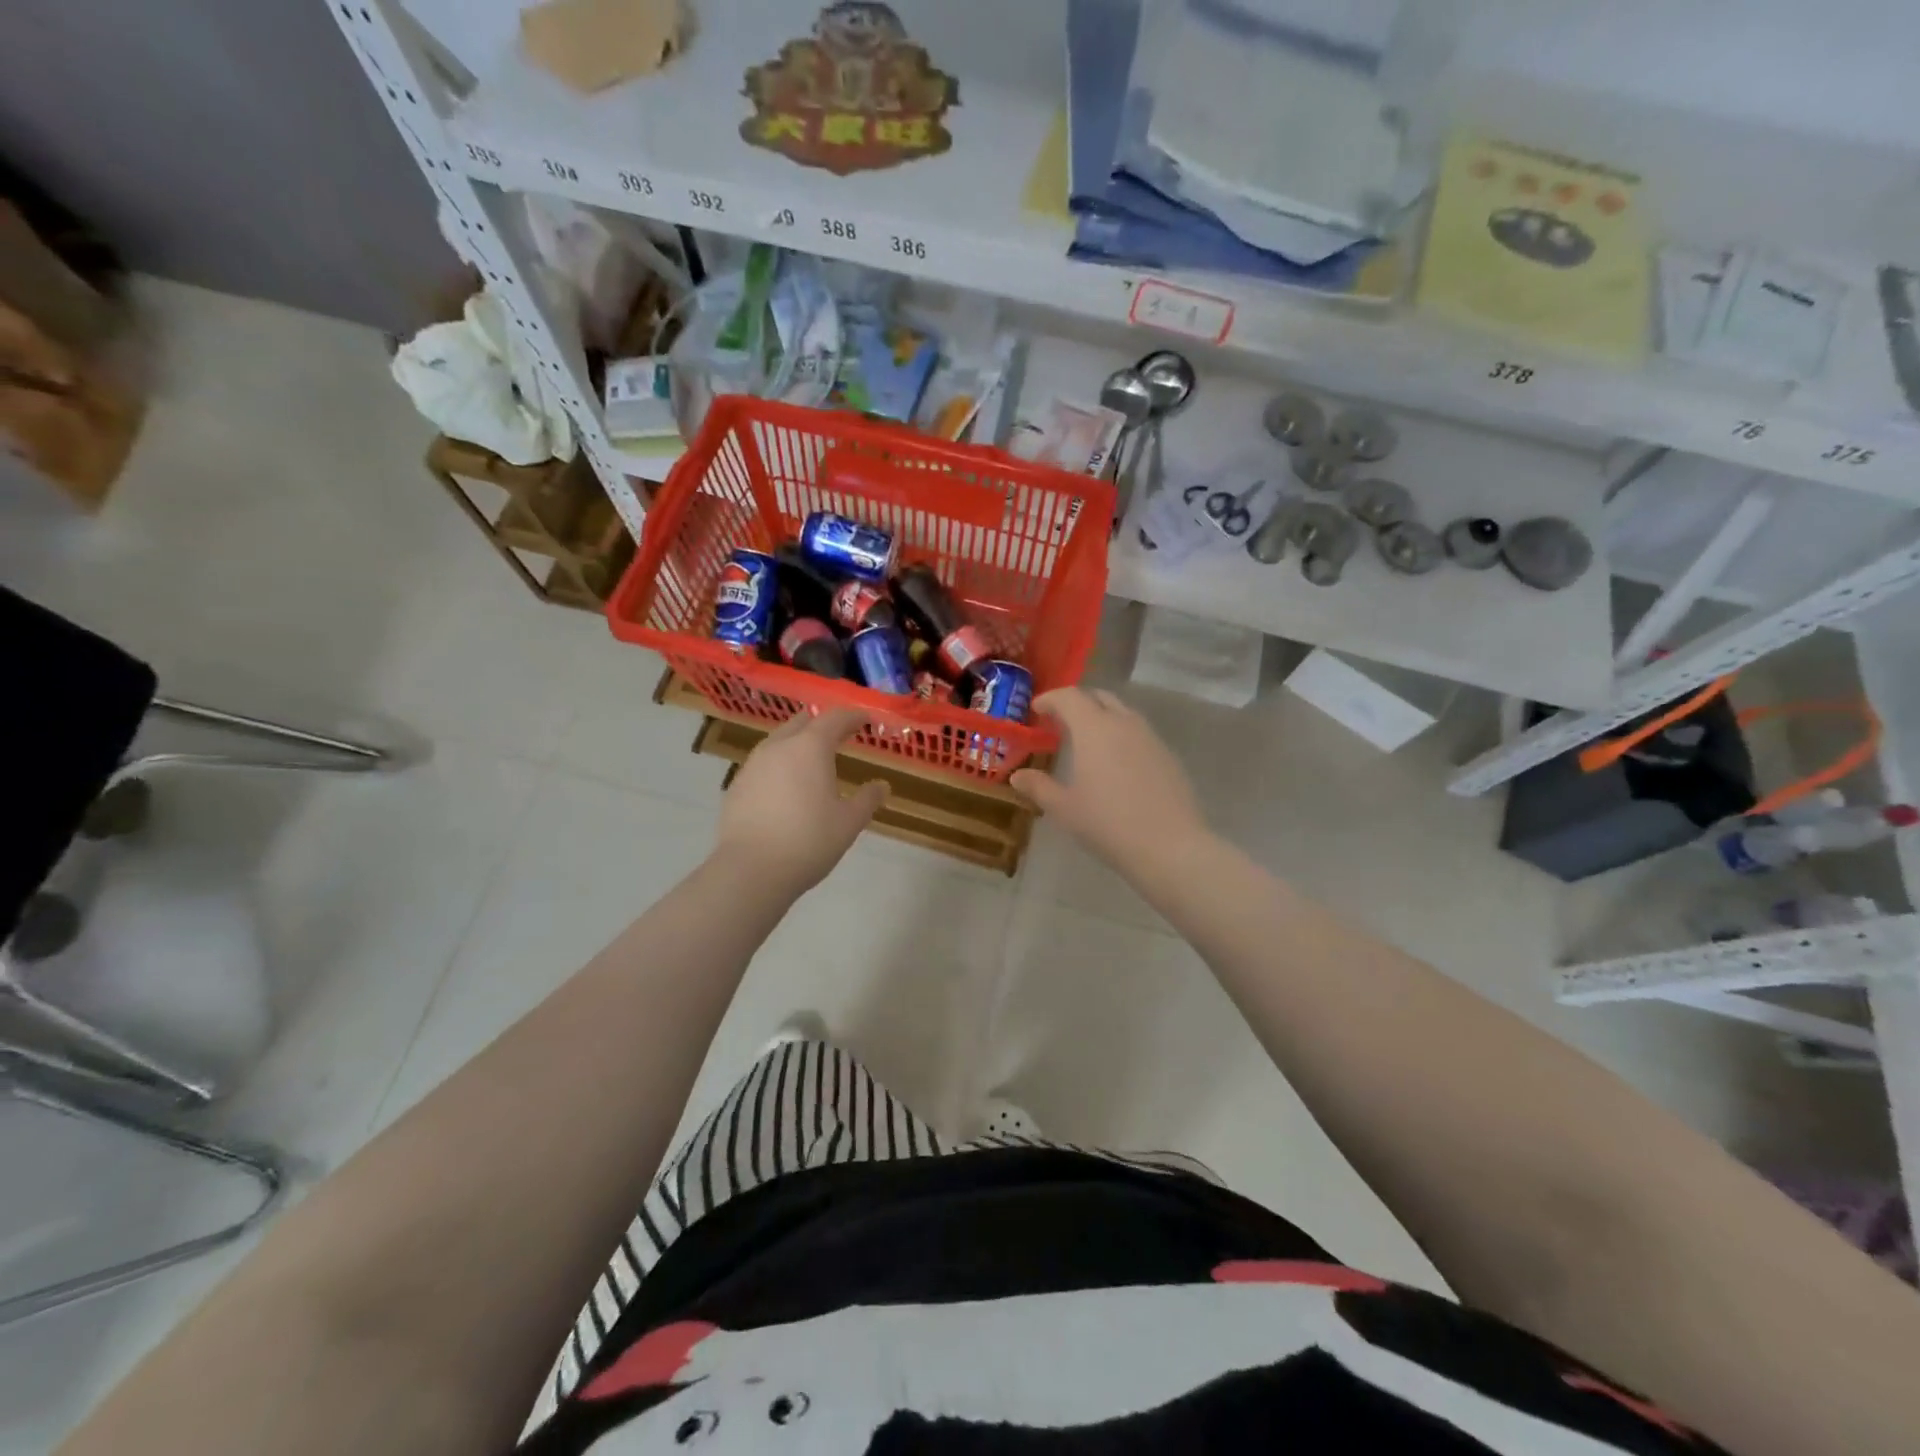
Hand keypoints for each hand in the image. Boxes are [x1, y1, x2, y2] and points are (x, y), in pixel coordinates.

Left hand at [714, 707, 887, 894]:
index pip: (834, 718)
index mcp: (810, 748)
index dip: (852, 716)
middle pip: (802, 722)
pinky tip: (785, 787)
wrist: (751, 870)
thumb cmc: (809, 841)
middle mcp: (779, 747)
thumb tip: (881, 786)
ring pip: (778, 741)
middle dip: (822, 724)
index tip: (864, 720)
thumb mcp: (849, 823)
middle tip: (840, 735)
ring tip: (812, 760)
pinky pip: (763, 764)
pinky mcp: (736, 786)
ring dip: (798, 743)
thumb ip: (867, 800)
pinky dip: (779, 766)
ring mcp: (753, 765)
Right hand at [1011, 688, 1208, 873]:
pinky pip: (1139, 733)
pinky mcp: (1168, 755)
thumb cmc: (1107, 823)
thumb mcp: (1064, 808)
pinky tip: (1116, 764)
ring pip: (1122, 713)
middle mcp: (1124, 723)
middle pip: (1099, 697)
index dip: (1050, 699)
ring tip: (1087, 742)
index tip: (1036, 709)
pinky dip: (1121, 736)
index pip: (1069, 697)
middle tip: (1060, 722)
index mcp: (1094, 728)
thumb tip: (1018, 776)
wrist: (1169, 846)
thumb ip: (1039, 787)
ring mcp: (1150, 737)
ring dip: (1101, 717)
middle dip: (1077, 703)